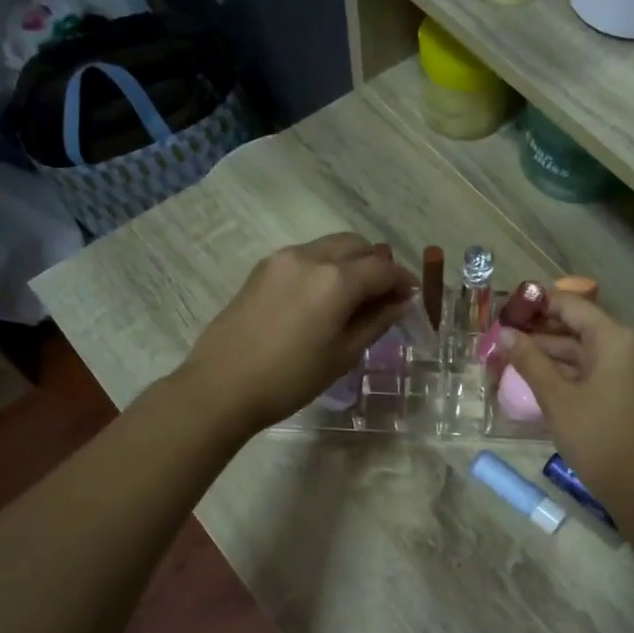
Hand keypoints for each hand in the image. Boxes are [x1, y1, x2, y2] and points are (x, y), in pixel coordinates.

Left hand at [181, 234, 416, 433]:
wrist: (222, 386)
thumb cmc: (291, 379)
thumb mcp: (343, 355)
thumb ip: (377, 321)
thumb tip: (401, 301)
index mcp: (336, 279)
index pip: (384, 268)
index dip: (403, 281)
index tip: (412, 299)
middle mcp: (311, 256)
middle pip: (357, 245)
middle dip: (378, 265)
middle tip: (384, 297)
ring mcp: (282, 259)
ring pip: (330, 246)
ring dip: (351, 263)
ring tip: (354, 298)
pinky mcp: (262, 269)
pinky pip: (306, 256)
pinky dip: (324, 267)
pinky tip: (322, 299)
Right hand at [497, 293, 633, 498]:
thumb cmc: (595, 436)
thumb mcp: (556, 397)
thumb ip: (529, 361)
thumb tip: (505, 334)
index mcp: (614, 339)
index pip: (571, 306)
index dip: (538, 303)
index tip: (507, 309)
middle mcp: (627, 347)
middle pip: (578, 327)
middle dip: (540, 331)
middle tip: (504, 336)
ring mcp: (631, 370)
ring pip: (584, 350)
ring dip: (551, 353)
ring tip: (513, 357)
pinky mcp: (628, 391)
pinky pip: (594, 369)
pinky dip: (567, 370)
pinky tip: (538, 378)